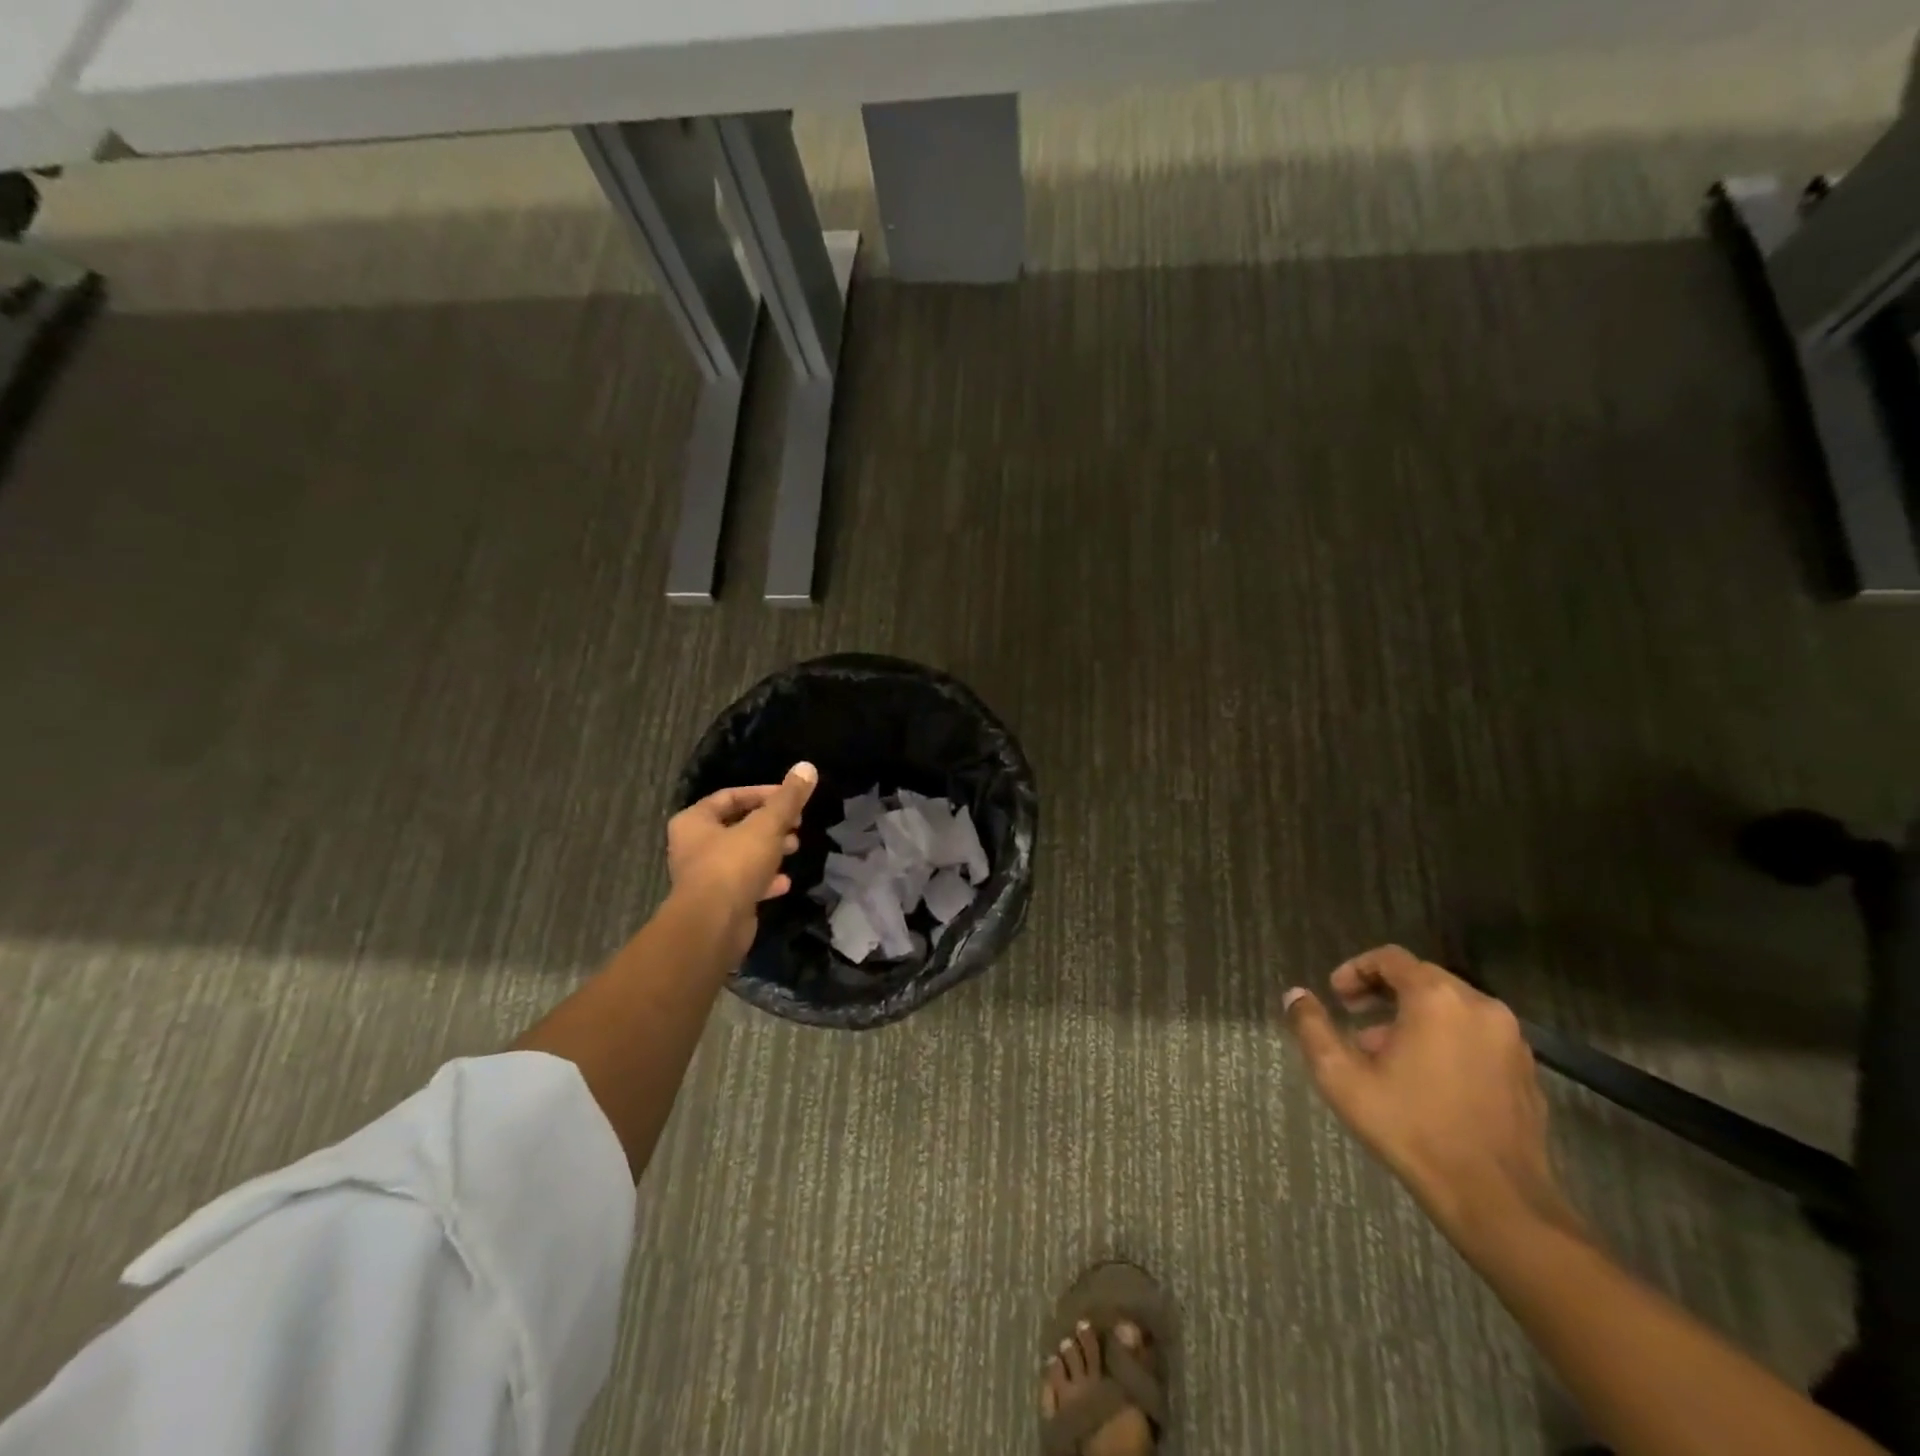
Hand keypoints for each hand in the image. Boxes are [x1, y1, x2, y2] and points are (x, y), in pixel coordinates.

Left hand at [666, 762, 816, 962]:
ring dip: (769, 851)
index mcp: (694, 822)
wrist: (713, 925)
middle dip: (770, 824)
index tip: (791, 798)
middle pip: (737, 826)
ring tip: (795, 847)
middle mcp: (694, 847)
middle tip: (797, 824)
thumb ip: (788, 798)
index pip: (730, 796)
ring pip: (742, 855)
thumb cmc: (734, 865)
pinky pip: (745, 884)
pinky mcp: (719, 902)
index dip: (763, 793)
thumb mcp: (767, 825)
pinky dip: (765, 880)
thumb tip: (808, 766)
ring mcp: (705, 877)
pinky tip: (785, 882)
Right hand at [1282, 945, 1580, 1249]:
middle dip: (1383, 994)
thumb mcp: (1342, 1078)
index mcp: (1436, 999)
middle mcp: (1480, 1007)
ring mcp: (1511, 1040)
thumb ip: (1312, 1028)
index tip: (1337, 997)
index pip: (1390, 959)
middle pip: (1422, 978)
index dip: (1356, 970)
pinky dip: (1446, 1040)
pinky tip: (1427, 1079)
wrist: (1497, 1199)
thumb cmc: (1412, 1128)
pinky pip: (1476, 1036)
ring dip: (1414, 1018)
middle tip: (1355, 1021)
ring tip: (1387, 1055)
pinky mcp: (1527, 1071)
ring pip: (1451, 1008)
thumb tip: (1295, 995)